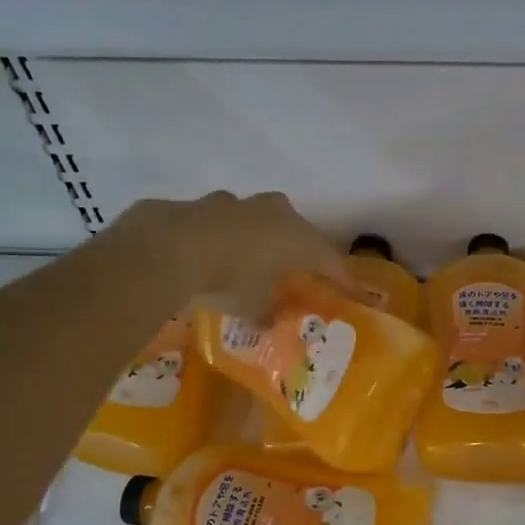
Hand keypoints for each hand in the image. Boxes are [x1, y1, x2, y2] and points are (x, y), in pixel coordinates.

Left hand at [99, 191, 352, 321]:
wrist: (170, 247)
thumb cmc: (229, 280)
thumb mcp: (254, 308)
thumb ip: (267, 314)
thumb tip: (270, 322)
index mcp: (300, 240)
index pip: (332, 261)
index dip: (344, 280)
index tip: (355, 294)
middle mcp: (278, 214)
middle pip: (300, 233)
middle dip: (302, 253)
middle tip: (302, 272)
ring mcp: (242, 203)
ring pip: (264, 220)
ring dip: (264, 238)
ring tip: (257, 260)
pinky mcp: (207, 202)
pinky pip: (229, 221)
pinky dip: (229, 236)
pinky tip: (218, 251)